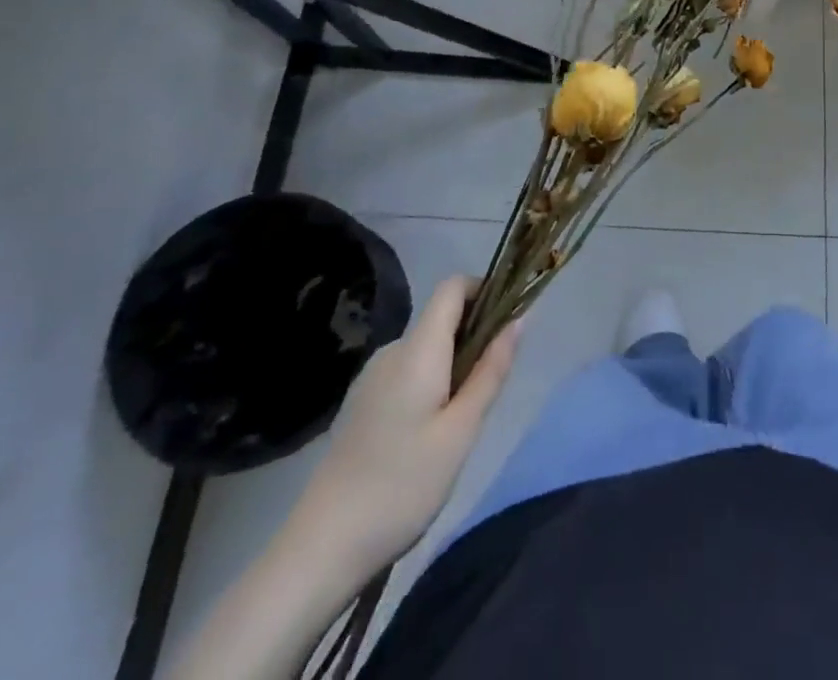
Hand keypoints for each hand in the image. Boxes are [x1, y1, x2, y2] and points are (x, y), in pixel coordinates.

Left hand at [288, 276, 519, 581]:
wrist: (320, 549)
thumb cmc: (401, 486)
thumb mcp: (461, 431)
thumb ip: (491, 371)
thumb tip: (518, 320)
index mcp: (417, 349)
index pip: (453, 287)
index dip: (484, 291)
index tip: (507, 324)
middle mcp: (392, 352)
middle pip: (442, 319)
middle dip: (474, 338)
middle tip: (488, 391)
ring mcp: (371, 378)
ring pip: (427, 350)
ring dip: (454, 366)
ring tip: (459, 423)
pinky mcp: (361, 404)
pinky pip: (408, 373)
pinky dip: (430, 384)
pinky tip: (427, 437)